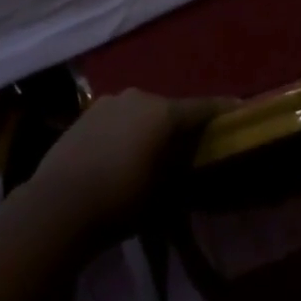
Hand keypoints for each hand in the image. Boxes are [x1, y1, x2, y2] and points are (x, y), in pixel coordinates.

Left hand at [24, 90, 228, 248]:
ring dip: (152, 127)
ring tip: (156, 151)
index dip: (224, 111)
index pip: (204, 108)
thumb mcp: (165, 193)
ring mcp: (109, 101)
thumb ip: (183, 168)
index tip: (241, 111)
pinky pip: (119, 118)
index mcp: (163, 112)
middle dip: (183, 124)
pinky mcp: (88, 112)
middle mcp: (139, 96)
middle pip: (171, 109)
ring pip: (143, 112)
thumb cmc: (122, 200)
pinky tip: (124, 152)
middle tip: (193, 145)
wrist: (59, 203)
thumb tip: (193, 160)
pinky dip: (128, 130)